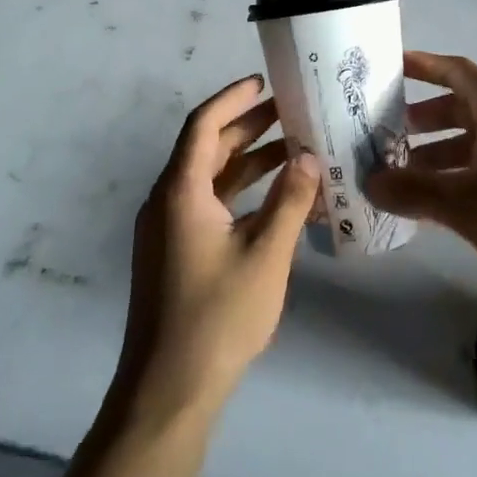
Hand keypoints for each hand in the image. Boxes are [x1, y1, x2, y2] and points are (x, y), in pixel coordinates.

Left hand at [117, 75, 320, 419]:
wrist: (167, 394)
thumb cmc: (217, 317)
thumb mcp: (266, 255)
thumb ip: (290, 201)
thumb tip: (309, 156)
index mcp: (180, 191)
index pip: (203, 125)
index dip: (233, 99)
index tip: (263, 82)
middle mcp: (167, 201)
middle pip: (207, 148)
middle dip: (247, 127)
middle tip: (289, 111)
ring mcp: (168, 230)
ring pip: (209, 178)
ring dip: (247, 161)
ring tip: (292, 149)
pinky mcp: (174, 254)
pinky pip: (208, 205)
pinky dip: (240, 193)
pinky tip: (275, 200)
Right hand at [367, 52, 476, 302]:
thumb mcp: (466, 203)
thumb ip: (415, 191)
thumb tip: (370, 182)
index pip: (456, 71)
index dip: (423, 65)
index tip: (389, 67)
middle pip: (460, 108)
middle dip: (422, 119)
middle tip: (385, 134)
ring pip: (472, 143)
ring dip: (437, 154)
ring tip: (402, 176)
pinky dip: (459, 178)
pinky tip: (437, 207)